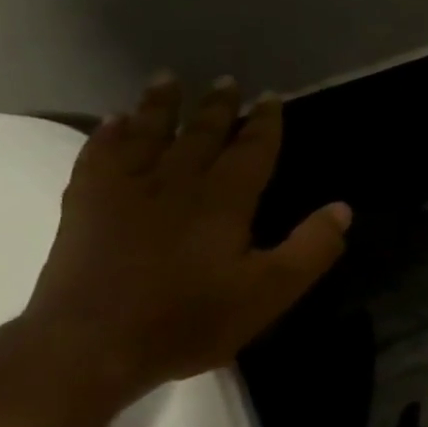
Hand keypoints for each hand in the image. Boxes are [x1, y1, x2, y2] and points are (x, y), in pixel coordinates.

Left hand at [23, 74, 350, 404]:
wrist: (92, 347)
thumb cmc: (191, 319)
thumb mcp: (271, 292)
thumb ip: (311, 248)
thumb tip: (343, 209)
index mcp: (224, 201)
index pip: (251, 150)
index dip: (265, 123)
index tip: (272, 97)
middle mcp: (176, 183)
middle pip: (200, 134)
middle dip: (218, 107)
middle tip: (227, 81)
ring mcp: (125, 191)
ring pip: (148, 135)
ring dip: (160, 106)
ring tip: (167, 79)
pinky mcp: (85, 207)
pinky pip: (99, 156)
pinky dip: (109, 135)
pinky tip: (114, 122)